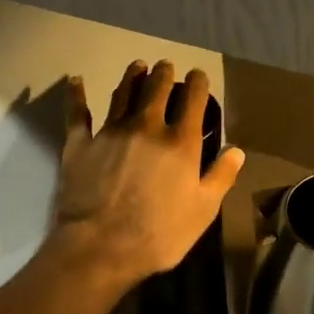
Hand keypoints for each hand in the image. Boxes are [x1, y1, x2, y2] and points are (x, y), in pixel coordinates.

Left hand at [52, 60, 244, 289]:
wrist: (100, 247)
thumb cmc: (158, 234)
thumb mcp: (203, 211)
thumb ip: (220, 177)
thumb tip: (237, 150)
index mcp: (180, 141)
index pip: (192, 99)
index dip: (197, 83)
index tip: (197, 76)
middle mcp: (146, 126)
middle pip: (156, 88)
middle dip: (164, 73)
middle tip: (165, 66)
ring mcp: (110, 132)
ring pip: (122, 93)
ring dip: (132, 76)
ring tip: (137, 66)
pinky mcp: (80, 144)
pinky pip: (77, 113)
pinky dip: (76, 95)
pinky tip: (76, 81)